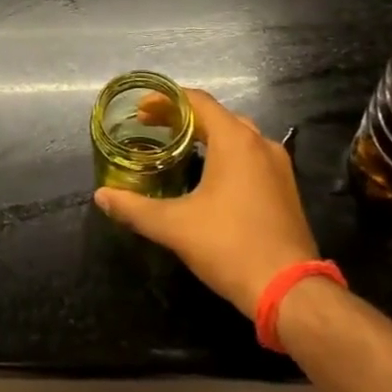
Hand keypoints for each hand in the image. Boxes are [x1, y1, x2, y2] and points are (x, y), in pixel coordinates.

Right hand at [93, 89, 318, 315]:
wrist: (290, 290)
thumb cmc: (230, 246)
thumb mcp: (174, 226)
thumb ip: (134, 207)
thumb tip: (101, 195)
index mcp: (236, 141)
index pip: (198, 101)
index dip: (166, 100)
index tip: (140, 111)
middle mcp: (261, 144)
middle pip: (218, 116)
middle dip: (183, 118)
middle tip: (153, 129)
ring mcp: (278, 167)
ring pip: (238, 136)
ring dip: (207, 136)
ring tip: (177, 149)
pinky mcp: (285, 189)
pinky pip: (251, 157)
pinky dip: (225, 156)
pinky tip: (208, 178)